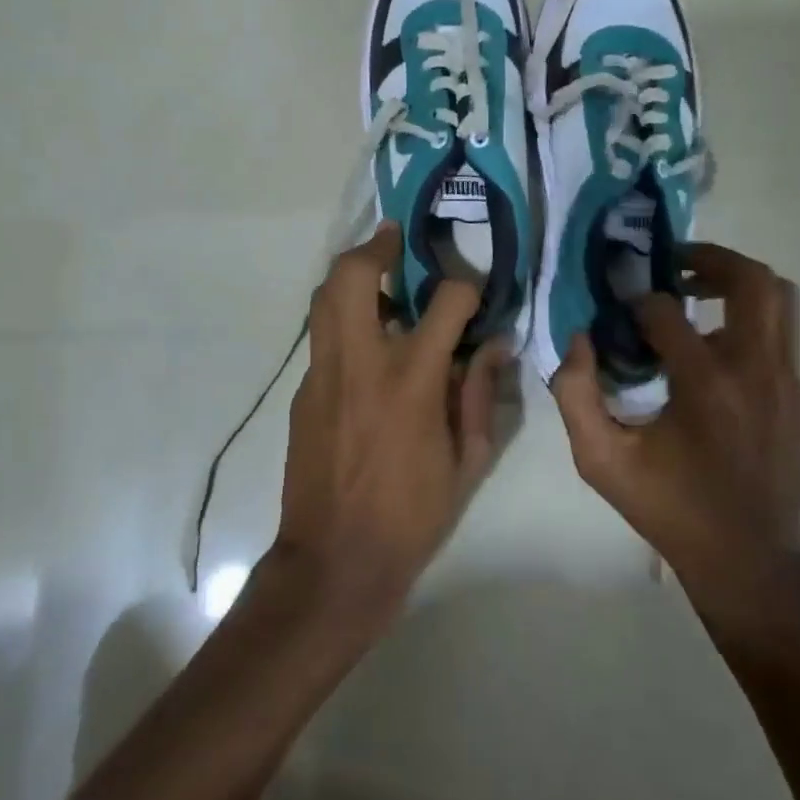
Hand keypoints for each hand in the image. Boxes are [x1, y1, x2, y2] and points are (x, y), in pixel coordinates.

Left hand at [276, 222, 510, 622]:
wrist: (335, 560)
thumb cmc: (412, 514)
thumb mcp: (467, 460)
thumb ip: (481, 393)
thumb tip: (496, 346)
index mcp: (411, 379)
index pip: (446, 301)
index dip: (467, 286)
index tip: (475, 291)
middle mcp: (361, 361)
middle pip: (355, 275)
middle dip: (376, 246)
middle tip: (395, 239)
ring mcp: (324, 373)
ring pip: (325, 297)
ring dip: (352, 274)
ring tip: (378, 275)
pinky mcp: (304, 391)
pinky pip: (322, 337)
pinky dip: (343, 320)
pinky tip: (366, 343)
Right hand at [552, 243, 799, 624]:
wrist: (748, 562)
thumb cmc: (670, 508)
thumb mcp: (602, 460)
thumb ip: (575, 394)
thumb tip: (579, 339)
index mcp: (706, 385)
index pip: (668, 311)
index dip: (638, 302)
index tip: (622, 311)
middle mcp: (757, 371)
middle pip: (752, 280)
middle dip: (710, 259)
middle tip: (673, 265)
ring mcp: (788, 383)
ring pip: (779, 301)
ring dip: (736, 285)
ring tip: (697, 295)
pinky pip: (780, 339)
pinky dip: (747, 326)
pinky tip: (716, 355)